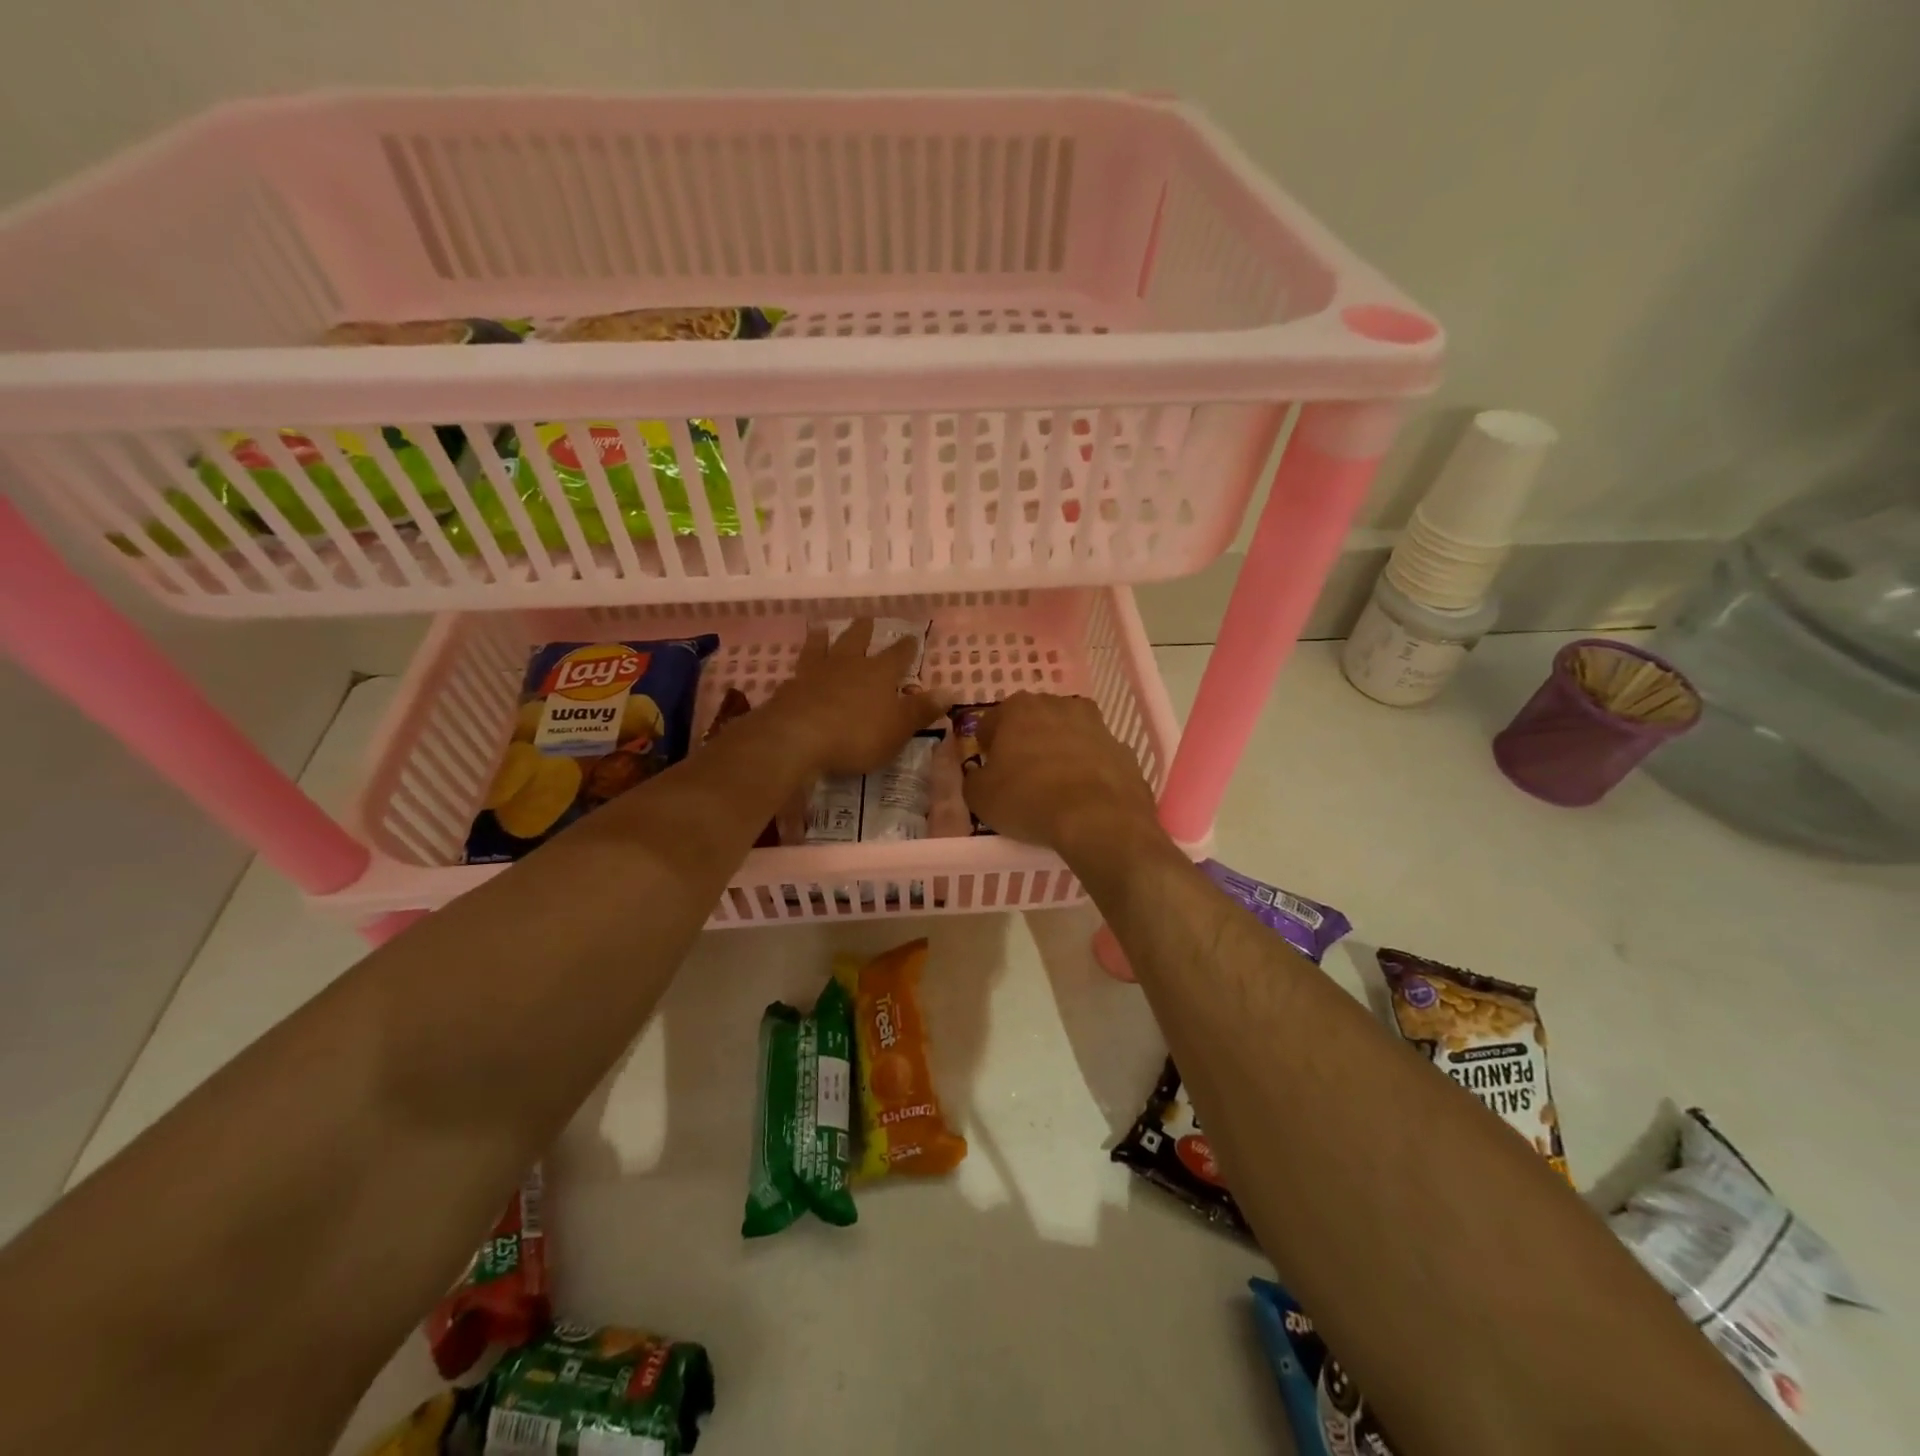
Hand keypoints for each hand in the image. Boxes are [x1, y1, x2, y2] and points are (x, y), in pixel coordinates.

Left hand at [766, 618, 942, 776]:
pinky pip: (797, 671)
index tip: (912, 636)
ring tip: (822, 629)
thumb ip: (922, 710)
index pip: (898, 655)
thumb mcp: (898, 728)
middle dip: (863, 631)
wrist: (797, 739)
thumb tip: (951, 691)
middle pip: (856, 640)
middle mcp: (847, 665)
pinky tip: (797, 671)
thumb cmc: (857, 735)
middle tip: (866, 619)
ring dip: (824, 638)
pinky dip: (801, 667)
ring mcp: (814, 673)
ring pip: (821, 648)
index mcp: (879, 673)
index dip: (907, 647)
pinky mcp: (789, 688)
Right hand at [962, 692, 1163, 856]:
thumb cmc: (1029, 799)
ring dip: (1060, 752)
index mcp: (1019, 708)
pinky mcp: (1124, 749)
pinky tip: (1085, 797)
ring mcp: (1097, 725)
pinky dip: (1089, 771)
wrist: (1099, 820)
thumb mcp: (980, 797)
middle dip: (1026, 743)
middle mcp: (1060, 705)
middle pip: (1033, 722)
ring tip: (1056, 788)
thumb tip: (981, 774)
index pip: (992, 722)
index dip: (987, 747)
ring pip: (1069, 735)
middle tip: (1021, 777)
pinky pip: (1096, 758)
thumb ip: (974, 778)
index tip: (989, 770)